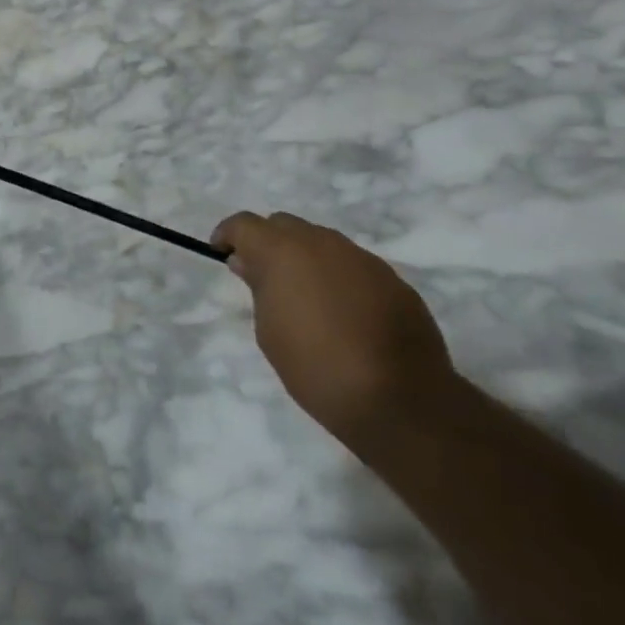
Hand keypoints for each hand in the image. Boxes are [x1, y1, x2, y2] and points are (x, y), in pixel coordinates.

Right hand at [214, 210, 453, 447]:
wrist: (401, 401)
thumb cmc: (317, 368)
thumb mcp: (269, 332)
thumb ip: (258, 288)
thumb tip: (250, 263)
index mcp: (283, 251)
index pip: (245, 224)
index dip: (229, 235)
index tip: (222, 253)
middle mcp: (322, 242)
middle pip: (284, 225)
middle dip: (269, 243)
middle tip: (264, 277)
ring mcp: (362, 258)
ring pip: (322, 243)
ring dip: (306, 259)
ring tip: (306, 297)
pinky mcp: (393, 279)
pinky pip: (353, 266)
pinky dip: (339, 278)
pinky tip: (344, 313)